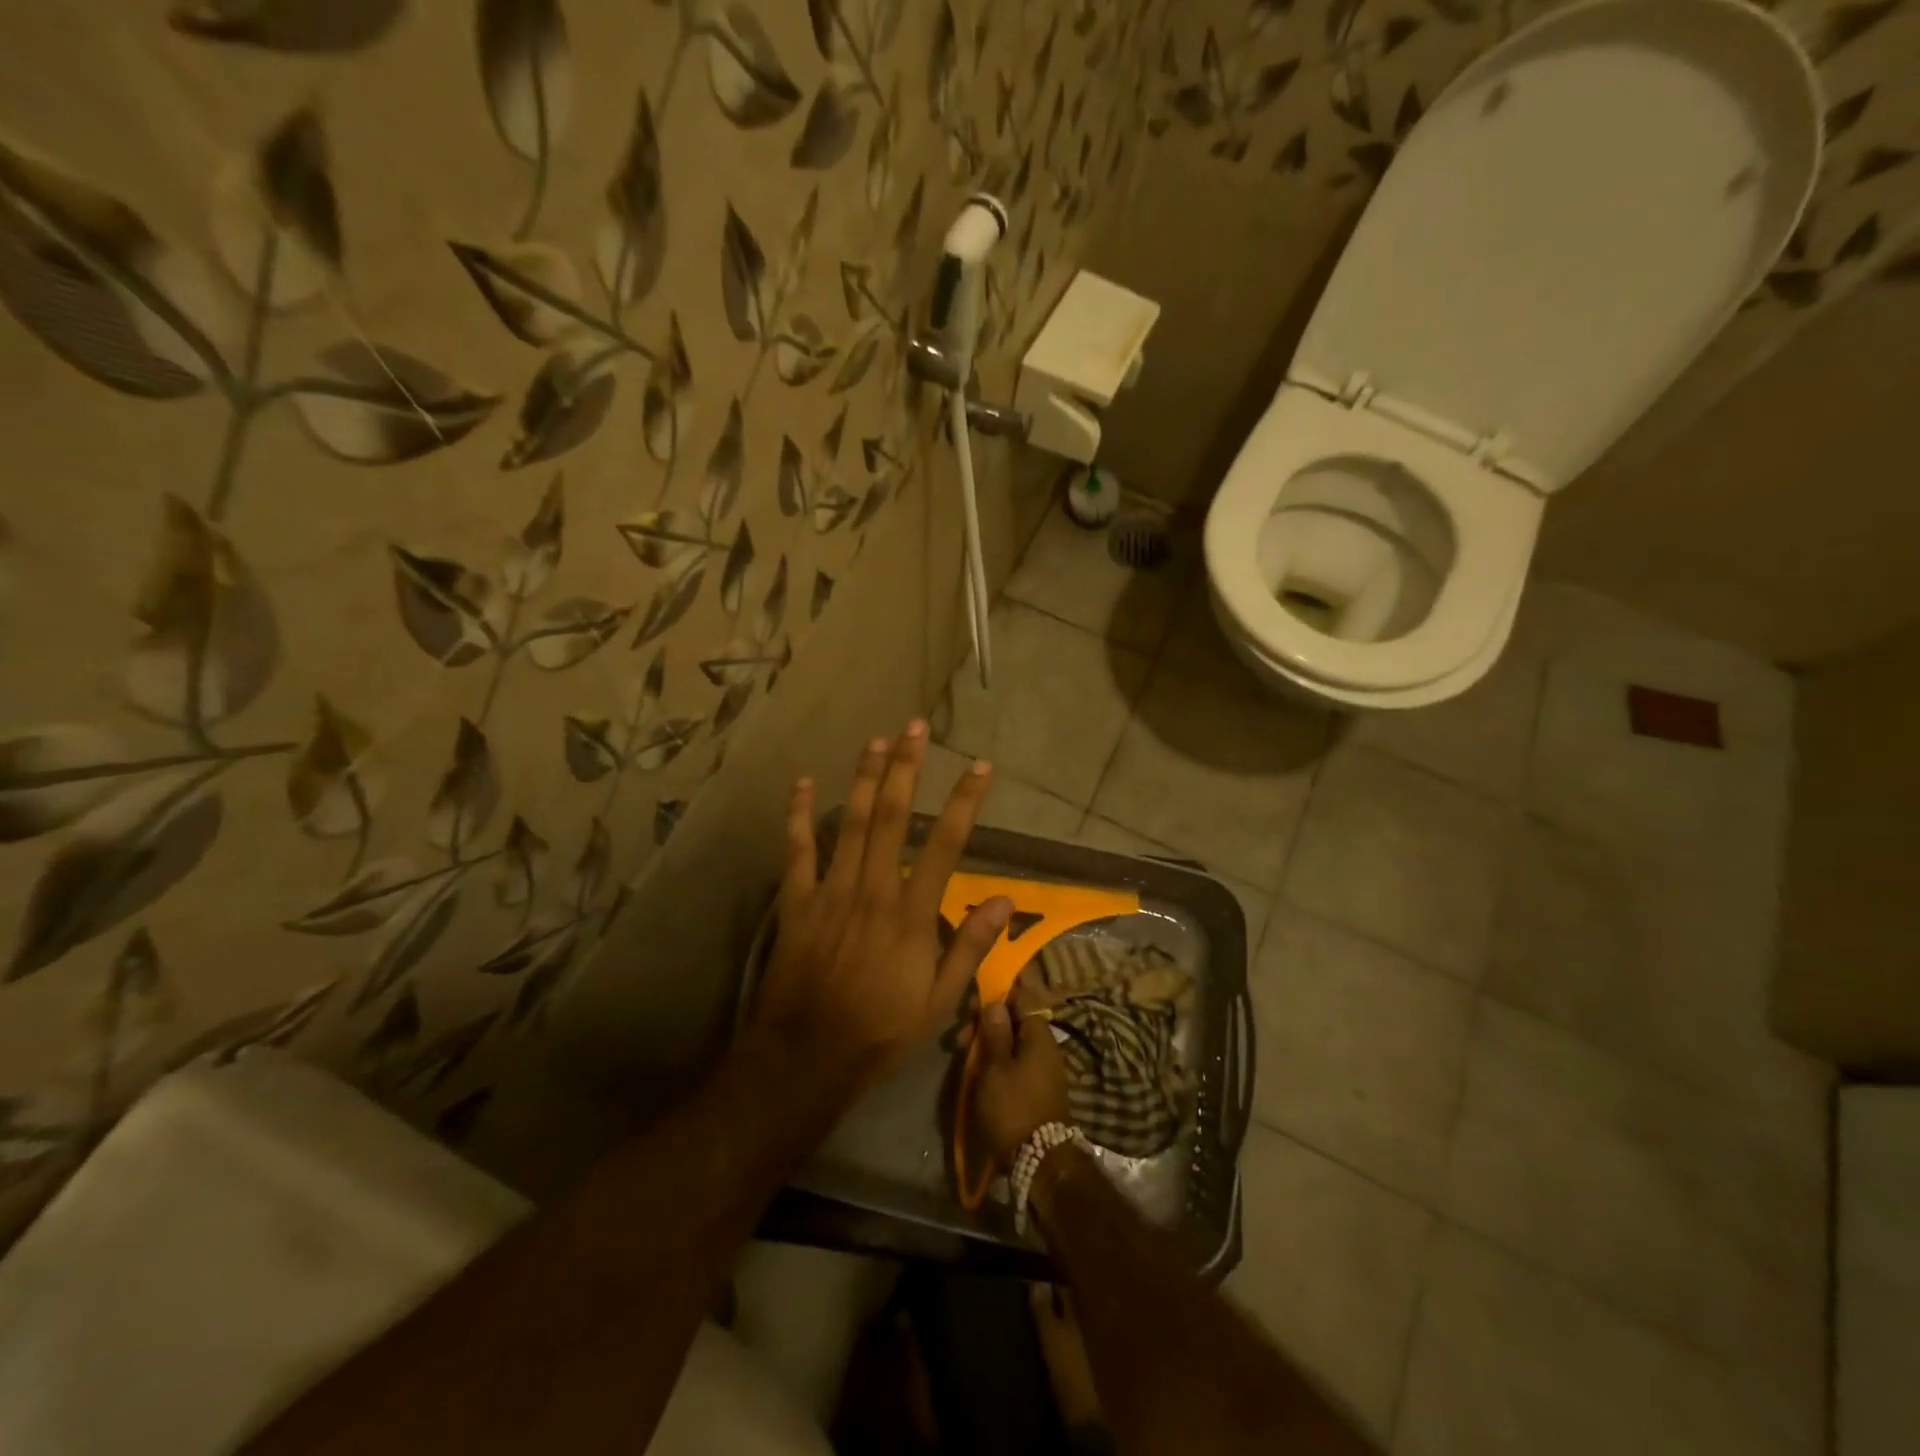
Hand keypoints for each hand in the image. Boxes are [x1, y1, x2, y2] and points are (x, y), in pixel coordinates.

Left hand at [752, 721, 1013, 1087]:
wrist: (807, 1057)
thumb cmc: (880, 1031)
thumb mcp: (939, 1003)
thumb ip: (970, 947)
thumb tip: (1004, 899)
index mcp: (911, 914)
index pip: (946, 844)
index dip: (965, 801)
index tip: (980, 767)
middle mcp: (873, 890)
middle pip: (892, 816)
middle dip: (905, 768)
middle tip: (914, 728)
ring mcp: (831, 891)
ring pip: (850, 822)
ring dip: (863, 778)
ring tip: (875, 740)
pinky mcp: (797, 901)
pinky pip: (798, 850)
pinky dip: (799, 815)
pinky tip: (802, 782)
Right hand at [970, 976, 1072, 1171]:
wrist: (1039, 1161)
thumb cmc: (1013, 1107)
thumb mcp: (995, 1066)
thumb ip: (995, 1031)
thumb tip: (996, 1002)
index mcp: (1039, 1035)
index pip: (1022, 998)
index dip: (997, 996)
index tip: (972, 1004)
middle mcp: (1045, 1047)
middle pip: (1014, 1022)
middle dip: (986, 1024)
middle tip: (960, 1038)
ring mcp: (1043, 1069)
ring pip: (1012, 1044)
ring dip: (988, 1045)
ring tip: (962, 1056)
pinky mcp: (1037, 1089)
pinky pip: (1016, 1063)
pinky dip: (997, 1063)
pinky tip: (978, 1072)